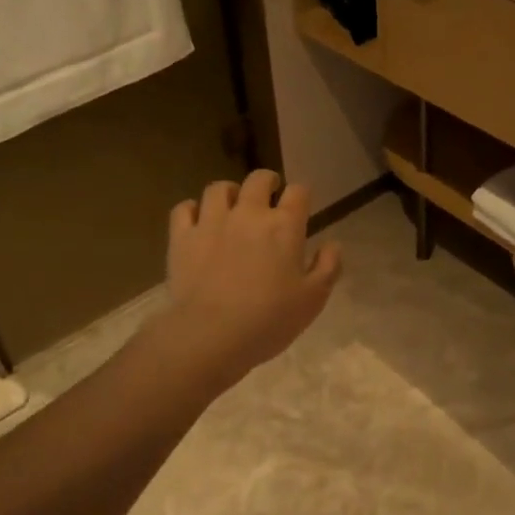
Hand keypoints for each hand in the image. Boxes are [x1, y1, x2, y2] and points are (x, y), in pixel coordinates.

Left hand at [152, 170, 341, 389]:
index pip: (298, 192)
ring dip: (229, 193)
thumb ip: (328, 266)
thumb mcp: (313, 299)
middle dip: (267, 182)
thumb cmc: (269, 320)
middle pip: (258, 179)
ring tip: (232, 206)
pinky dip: (193, 210)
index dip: (301, 195)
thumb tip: (332, 244)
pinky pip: (184, 208)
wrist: (211, 335)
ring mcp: (211, 222)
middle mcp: (248, 213)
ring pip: (218, 188)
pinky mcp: (182, 237)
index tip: (300, 207)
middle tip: (268, 195)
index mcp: (284, 226)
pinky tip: (198, 222)